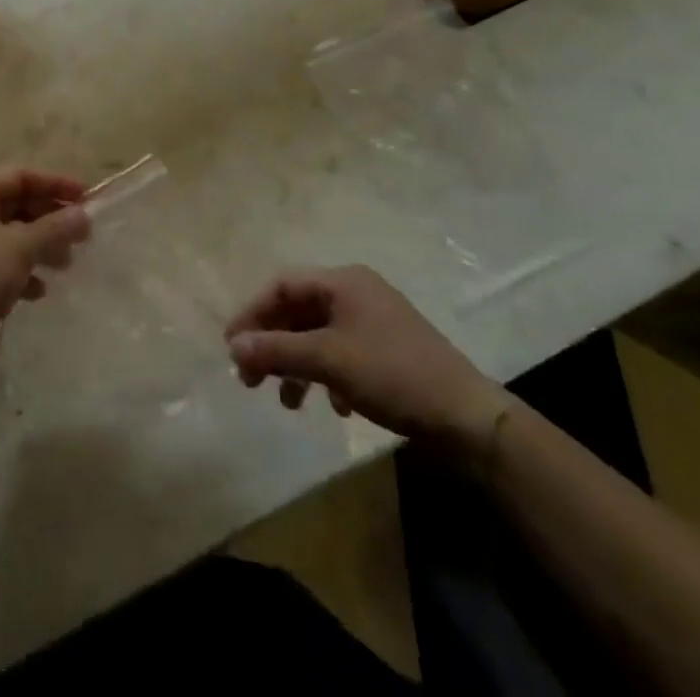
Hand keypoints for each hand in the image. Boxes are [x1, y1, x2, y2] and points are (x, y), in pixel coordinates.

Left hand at [0, 167, 90, 378]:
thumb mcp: (19, 248)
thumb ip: (54, 228)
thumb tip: (83, 215)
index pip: (21, 176)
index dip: (56, 184)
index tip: (88, 198)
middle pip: (15, 205)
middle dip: (50, 219)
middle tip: (82, 236)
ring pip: (9, 237)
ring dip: (39, 246)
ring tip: (66, 264)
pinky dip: (21, 272)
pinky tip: (38, 291)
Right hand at [226, 266, 508, 451]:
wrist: (467, 417)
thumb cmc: (392, 375)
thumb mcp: (328, 361)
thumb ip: (277, 350)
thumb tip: (234, 345)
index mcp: (343, 281)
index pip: (282, 286)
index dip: (252, 313)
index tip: (232, 348)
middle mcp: (356, 292)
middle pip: (298, 310)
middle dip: (272, 344)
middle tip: (250, 379)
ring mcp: (374, 320)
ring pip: (319, 334)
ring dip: (297, 364)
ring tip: (287, 402)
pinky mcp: (387, 349)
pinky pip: (342, 352)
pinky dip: (327, 374)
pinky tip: (334, 406)